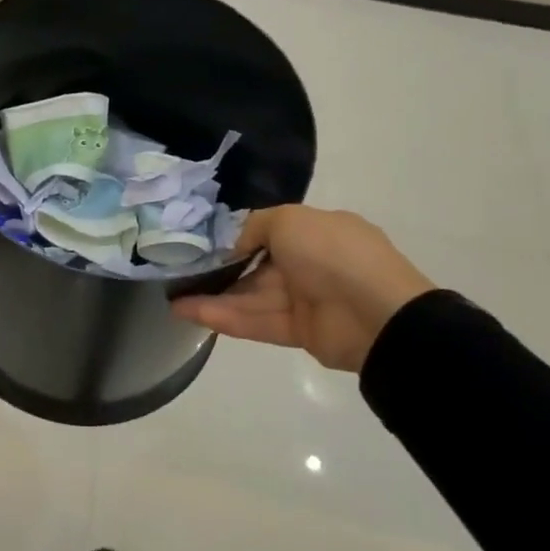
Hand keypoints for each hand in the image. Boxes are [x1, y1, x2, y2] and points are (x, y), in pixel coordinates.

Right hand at [170, 206, 435, 371]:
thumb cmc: (333, 254)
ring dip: (211, 296)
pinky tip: (187, 311)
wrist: (378, 315)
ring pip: (249, 295)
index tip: (200, 241)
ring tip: (171, 296)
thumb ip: (254, 226)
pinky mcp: (298, 331)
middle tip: (178, 270)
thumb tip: (234, 245)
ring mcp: (304, 299)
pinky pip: (255, 320)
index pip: (268, 232)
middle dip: (218, 269)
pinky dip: (223, 316)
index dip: (234, 237)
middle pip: (254, 266)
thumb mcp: (289, 219)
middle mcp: (310, 263)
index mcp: (316, 231)